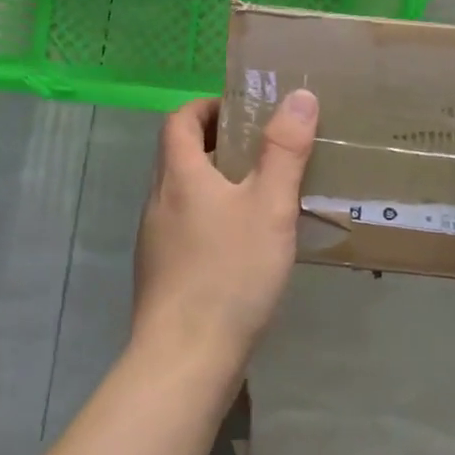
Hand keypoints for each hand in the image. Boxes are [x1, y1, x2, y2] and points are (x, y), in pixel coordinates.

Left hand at [131, 90, 319, 370]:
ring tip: (258, 192)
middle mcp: (158, 200)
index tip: (241, 109)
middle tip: (260, 147)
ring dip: (213, 181)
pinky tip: (241, 243)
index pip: (179, 119)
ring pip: (181, 193)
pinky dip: (209, 216)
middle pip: (177, 154)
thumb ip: (284, 151)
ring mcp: (155, 239)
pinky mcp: (161, 272)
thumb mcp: (268, 206)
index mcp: (178, 175)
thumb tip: (299, 95)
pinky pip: (184, 226)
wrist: (184, 359)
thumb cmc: (229, 273)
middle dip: (215, 141)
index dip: (206, 106)